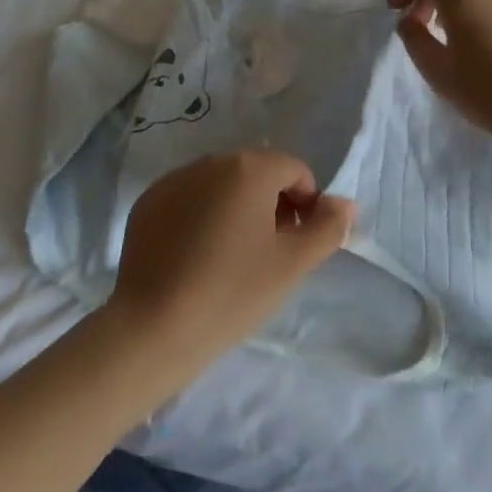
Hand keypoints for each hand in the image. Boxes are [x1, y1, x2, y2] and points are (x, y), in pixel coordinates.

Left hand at [109, 150, 352, 374]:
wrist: (151, 329)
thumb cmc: (231, 292)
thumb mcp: (291, 265)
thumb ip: (327, 228)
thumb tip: (343, 203)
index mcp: (249, 168)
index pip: (295, 170)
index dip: (306, 204)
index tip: (297, 244)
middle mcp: (210, 161)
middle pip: (257, 172)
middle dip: (272, 204)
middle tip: (268, 253)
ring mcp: (174, 180)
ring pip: (222, 185)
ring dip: (237, 208)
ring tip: (232, 258)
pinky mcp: (147, 203)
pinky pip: (189, 199)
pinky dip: (202, 216)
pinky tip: (197, 258)